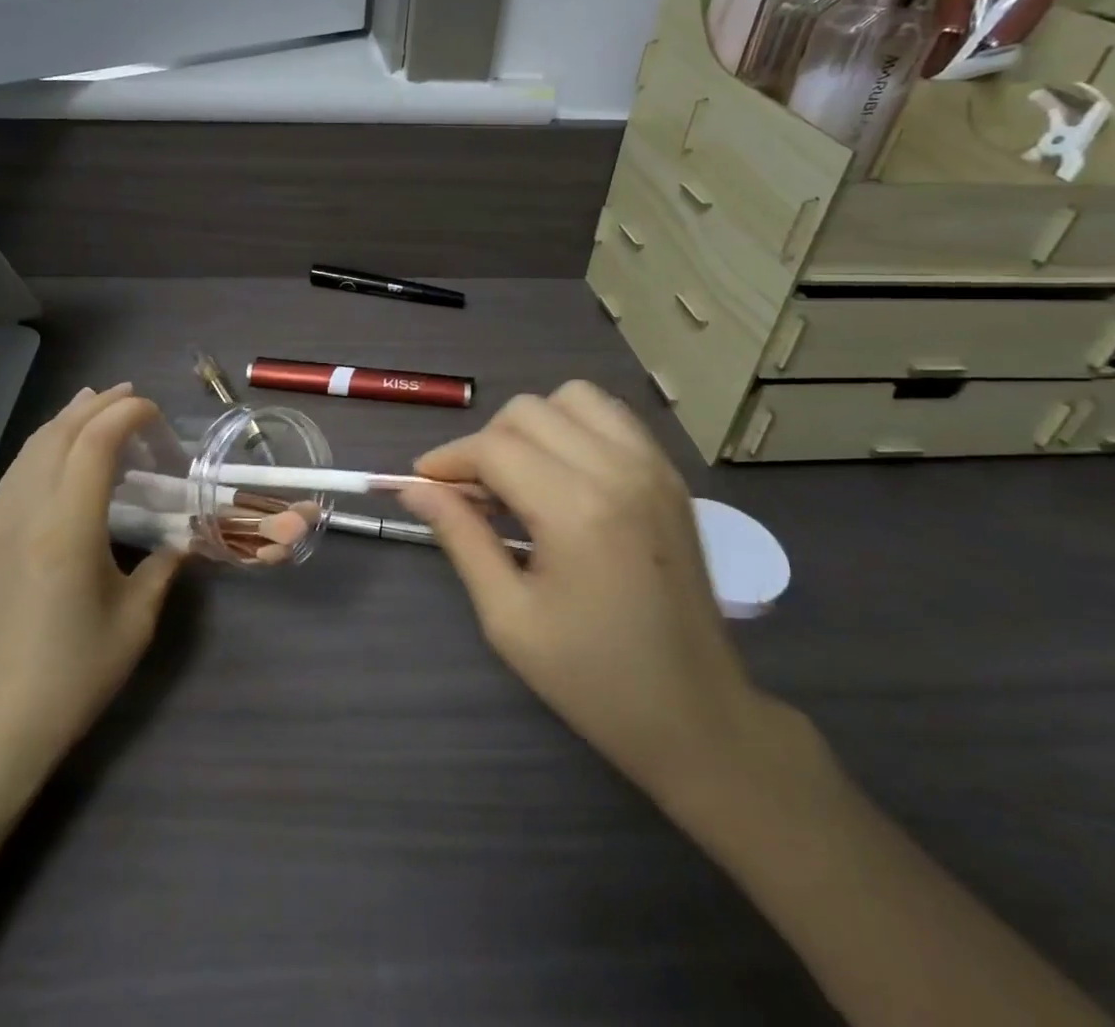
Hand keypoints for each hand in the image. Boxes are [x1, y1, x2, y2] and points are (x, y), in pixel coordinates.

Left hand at [0, 383, 181, 782]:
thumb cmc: (75, 674)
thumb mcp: (136, 620)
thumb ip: (162, 566)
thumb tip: (178, 539)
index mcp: (67, 529)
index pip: (95, 442)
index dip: (128, 415)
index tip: (155, 415)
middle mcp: (24, 513)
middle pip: (60, 433)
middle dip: (99, 406)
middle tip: (132, 398)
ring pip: (31, 448)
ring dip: (68, 421)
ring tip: (96, 407)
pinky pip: (15, 474)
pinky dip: (44, 448)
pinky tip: (59, 454)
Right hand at [400, 381, 777, 806]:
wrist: (699, 717)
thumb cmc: (594, 679)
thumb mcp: (509, 617)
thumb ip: (461, 538)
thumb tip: (415, 489)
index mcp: (577, 510)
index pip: (494, 448)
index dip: (448, 459)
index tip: (422, 484)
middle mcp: (619, 470)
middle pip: (528, 411)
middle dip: (485, 443)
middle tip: (471, 494)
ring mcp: (653, 466)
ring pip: (571, 398)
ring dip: (532, 426)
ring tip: (520, 477)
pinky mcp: (671, 474)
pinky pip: (610, 415)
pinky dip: (574, 425)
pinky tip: (563, 473)